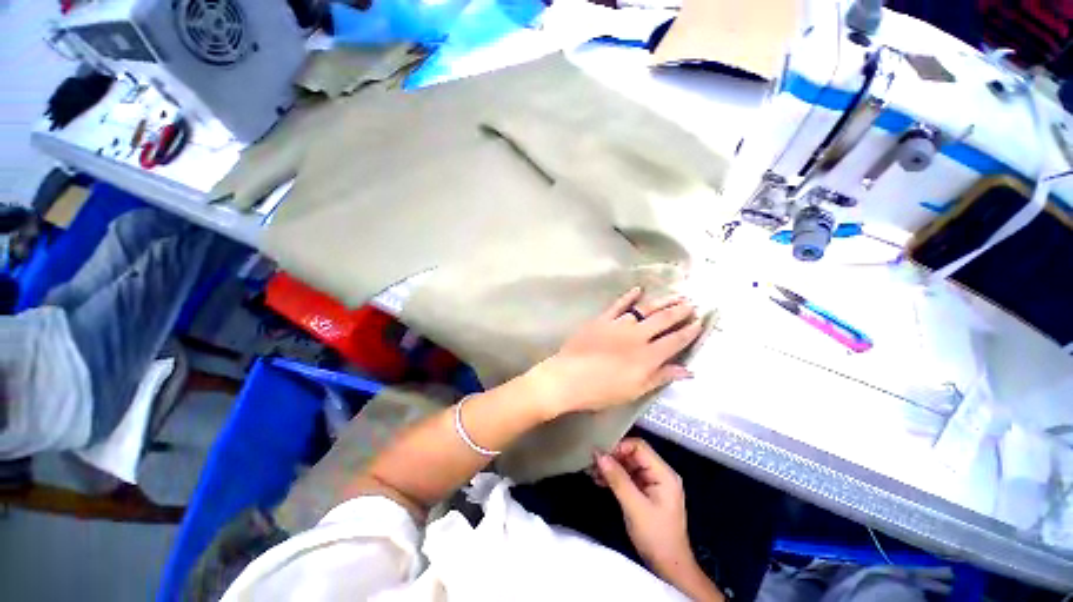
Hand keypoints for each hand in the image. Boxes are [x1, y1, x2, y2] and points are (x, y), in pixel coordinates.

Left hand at [527, 287, 702, 417]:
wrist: (568, 377)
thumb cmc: (601, 391)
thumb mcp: (634, 390)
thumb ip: (660, 377)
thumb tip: (687, 370)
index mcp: (647, 356)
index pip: (675, 341)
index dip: (689, 331)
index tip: (701, 322)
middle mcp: (637, 336)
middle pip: (663, 320)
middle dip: (680, 311)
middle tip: (692, 302)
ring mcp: (618, 325)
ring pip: (645, 309)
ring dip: (662, 301)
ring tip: (675, 294)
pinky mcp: (602, 319)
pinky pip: (619, 305)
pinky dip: (629, 296)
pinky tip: (638, 289)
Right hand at [594, 438, 693, 574]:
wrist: (669, 569)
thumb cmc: (656, 537)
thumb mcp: (635, 507)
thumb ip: (617, 479)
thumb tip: (598, 454)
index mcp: (663, 473)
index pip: (639, 447)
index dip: (619, 447)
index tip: (600, 454)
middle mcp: (659, 473)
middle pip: (632, 454)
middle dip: (612, 457)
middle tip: (592, 463)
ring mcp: (652, 483)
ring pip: (628, 465)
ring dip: (611, 467)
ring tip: (592, 472)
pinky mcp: (645, 492)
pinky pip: (627, 477)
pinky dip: (614, 477)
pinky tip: (599, 480)